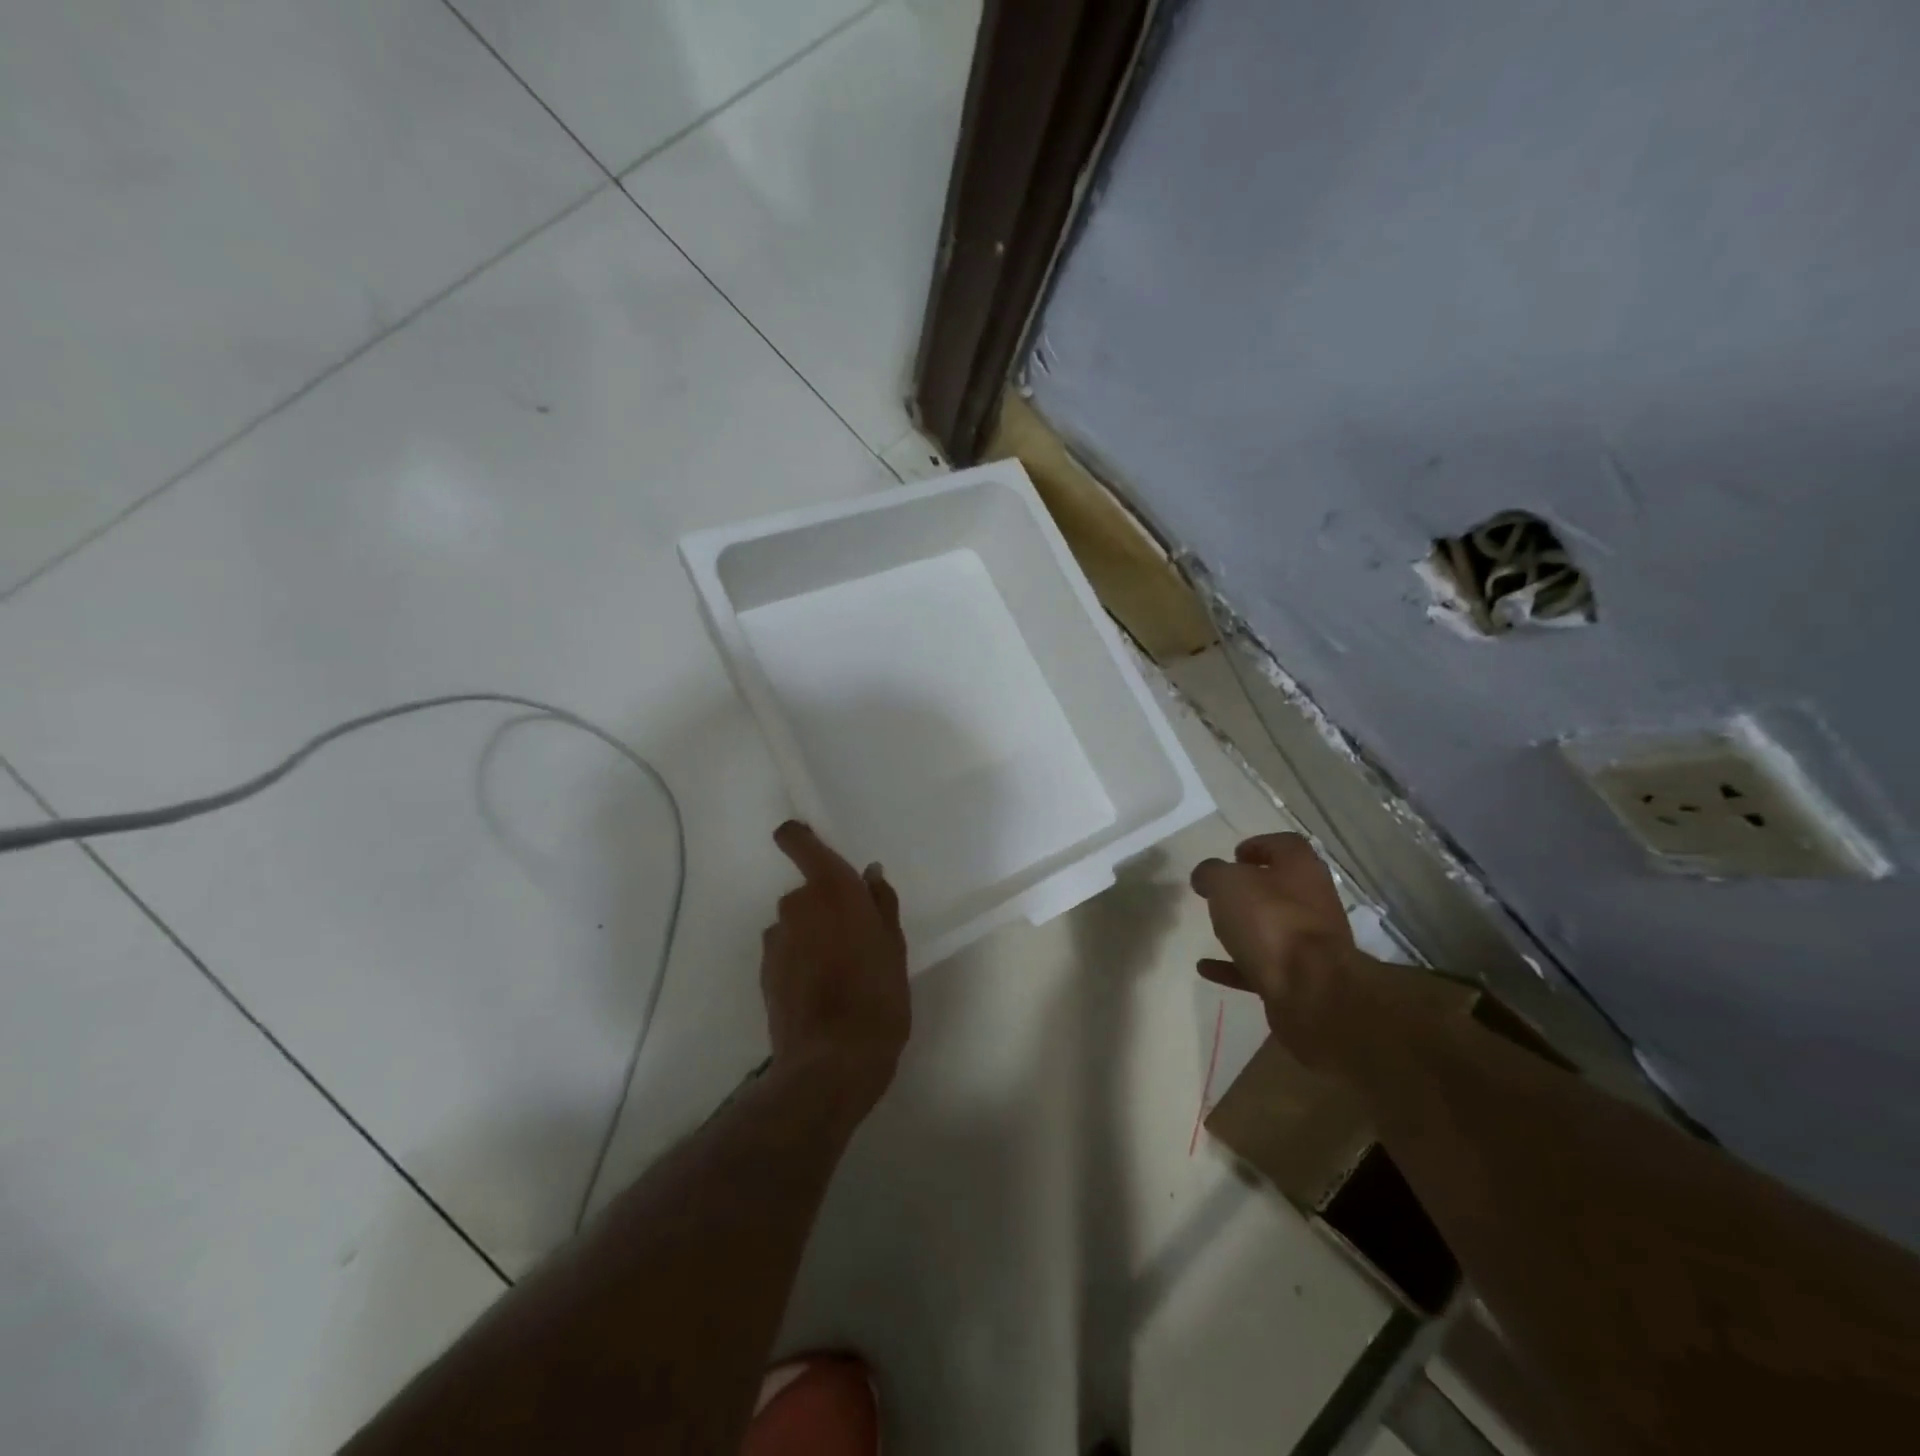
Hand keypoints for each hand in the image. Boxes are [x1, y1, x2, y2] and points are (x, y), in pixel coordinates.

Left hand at [762, 821, 910, 1114]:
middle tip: (856, 939)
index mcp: (831, 888)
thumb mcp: (894, 946)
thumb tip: (869, 874)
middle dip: (826, 907)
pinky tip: (822, 992)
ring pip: (796, 925)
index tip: (808, 843)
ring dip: (812, 937)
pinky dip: (800, 962)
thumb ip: (880, 903)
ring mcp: (775, 940)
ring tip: (840, 973)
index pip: (797, 841)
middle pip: (807, 892)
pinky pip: (786, 952)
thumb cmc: (878, 994)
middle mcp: (795, 905)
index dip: (798, 837)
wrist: (833, 1061)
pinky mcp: (764, 973)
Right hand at [1189, 832, 1378, 1071]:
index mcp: (1302, 869)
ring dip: (1245, 928)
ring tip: (1213, 928)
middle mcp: (1313, 902)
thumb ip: (1211, 873)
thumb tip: (1206, 875)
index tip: (1233, 856)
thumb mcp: (1227, 883)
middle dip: (1251, 890)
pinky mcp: (1300, 979)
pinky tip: (1206, 968)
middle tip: (1221, 893)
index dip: (1259, 845)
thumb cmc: (1270, 922)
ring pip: (1274, 928)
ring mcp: (1310, 944)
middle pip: (1281, 888)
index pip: (1285, 845)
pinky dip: (1234, 965)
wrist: (1312, 993)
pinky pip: (1261, 966)